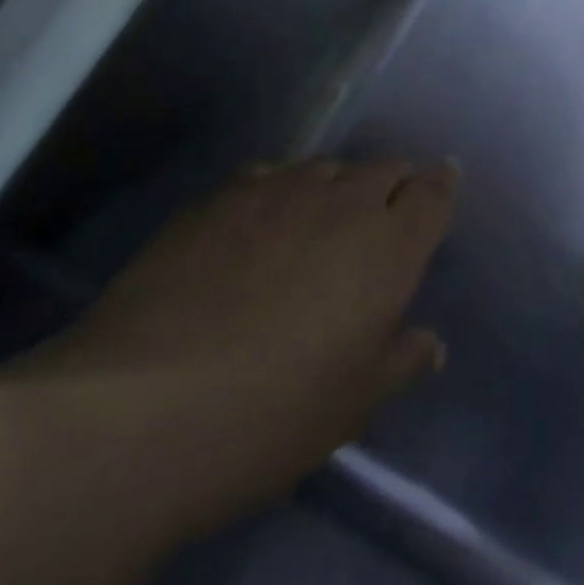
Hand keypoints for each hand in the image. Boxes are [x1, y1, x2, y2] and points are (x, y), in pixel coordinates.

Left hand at [0, 160, 454, 547]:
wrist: (138, 412)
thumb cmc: (273, 416)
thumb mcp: (353, 404)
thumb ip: (400, 361)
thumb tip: (430, 344)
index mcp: (389, 246)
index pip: (432, 194)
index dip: (441, 184)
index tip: (445, 178)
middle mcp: (340, 203)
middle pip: (382, 169)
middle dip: (395, 181)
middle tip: (390, 205)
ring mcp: (274, 194)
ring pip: (324, 168)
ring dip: (337, 185)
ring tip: (325, 215)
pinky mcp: (215, 200)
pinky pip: (266, 177)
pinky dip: (280, 191)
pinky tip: (261, 221)